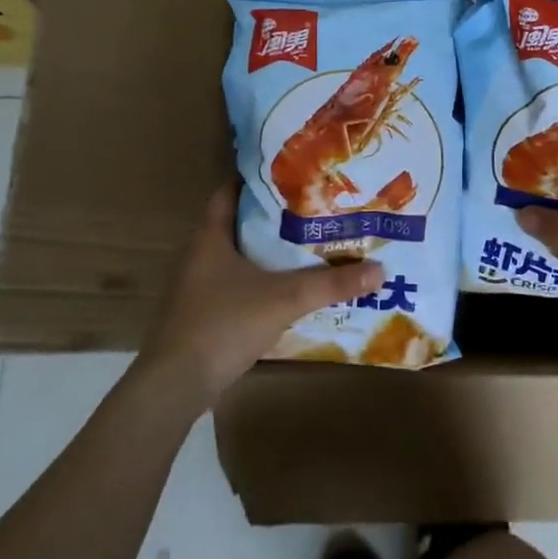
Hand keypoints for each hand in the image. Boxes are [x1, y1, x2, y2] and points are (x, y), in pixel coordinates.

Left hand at [140, 184, 384, 404]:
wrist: (178, 384)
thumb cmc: (225, 323)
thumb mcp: (285, 298)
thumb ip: (331, 284)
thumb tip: (379, 270)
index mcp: (210, 238)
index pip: (228, 193)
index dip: (254, 180)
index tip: (289, 175)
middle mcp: (199, 257)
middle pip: (235, 225)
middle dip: (271, 218)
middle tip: (311, 212)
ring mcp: (196, 288)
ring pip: (236, 259)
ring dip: (266, 254)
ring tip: (306, 248)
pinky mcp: (201, 316)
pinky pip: (234, 288)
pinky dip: (258, 283)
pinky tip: (286, 292)